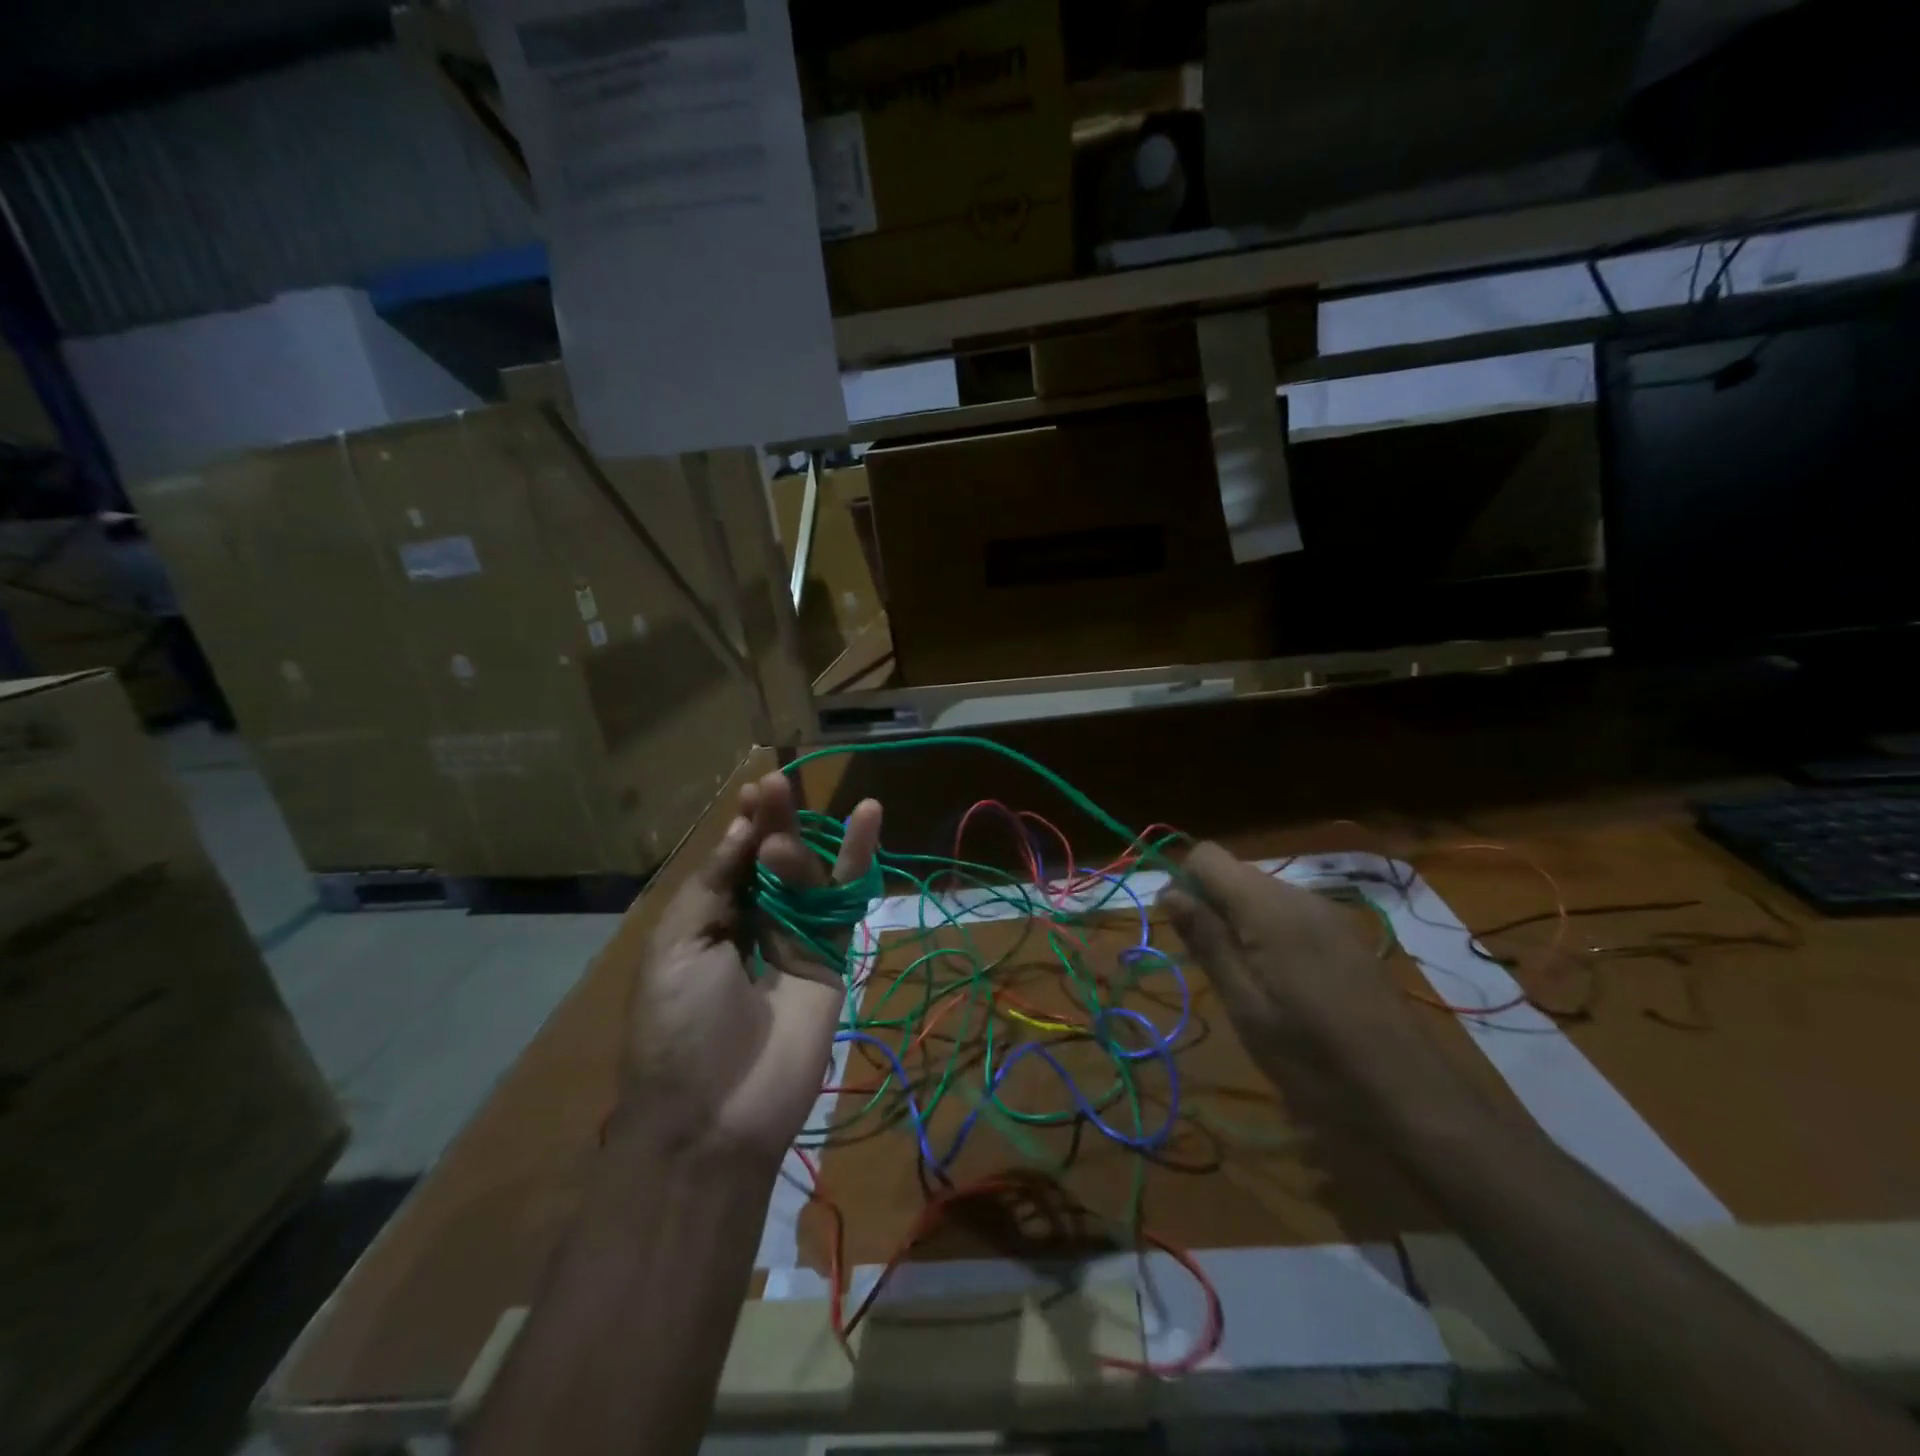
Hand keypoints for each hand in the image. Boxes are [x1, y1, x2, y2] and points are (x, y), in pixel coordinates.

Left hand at [620, 771, 881, 1165]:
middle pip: (770, 859)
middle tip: (775, 784)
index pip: (732, 859)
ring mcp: (795, 938)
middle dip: (772, 820)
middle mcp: (753, 923)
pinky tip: (869, 816)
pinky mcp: (833, 954)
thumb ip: (715, 882)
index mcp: (707, 921)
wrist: (717, 1113)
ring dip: (805, 838)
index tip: (755, 789)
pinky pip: (846, 901)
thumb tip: (744, 830)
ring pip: (810, 873)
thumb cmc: (680, 1025)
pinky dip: (859, 859)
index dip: (742, 824)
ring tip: (795, 818)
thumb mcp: (678, 944)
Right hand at [1161, 842, 1448, 1118]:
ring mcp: (1328, 914)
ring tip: (1243, 981)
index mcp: (1270, 908)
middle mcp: (1300, 896)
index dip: (1183, 883)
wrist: (1411, 1098)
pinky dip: (1268, 932)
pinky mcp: (1345, 935)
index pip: (1207, 856)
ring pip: (1261, 893)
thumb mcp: (1246, 1006)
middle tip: (1209, 965)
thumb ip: (1207, 941)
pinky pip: (1289, 913)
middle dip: (1210, 905)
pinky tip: (1280, 983)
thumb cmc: (1313, 1057)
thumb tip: (1169, 892)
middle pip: (1234, 873)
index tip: (1180, 931)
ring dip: (1238, 921)